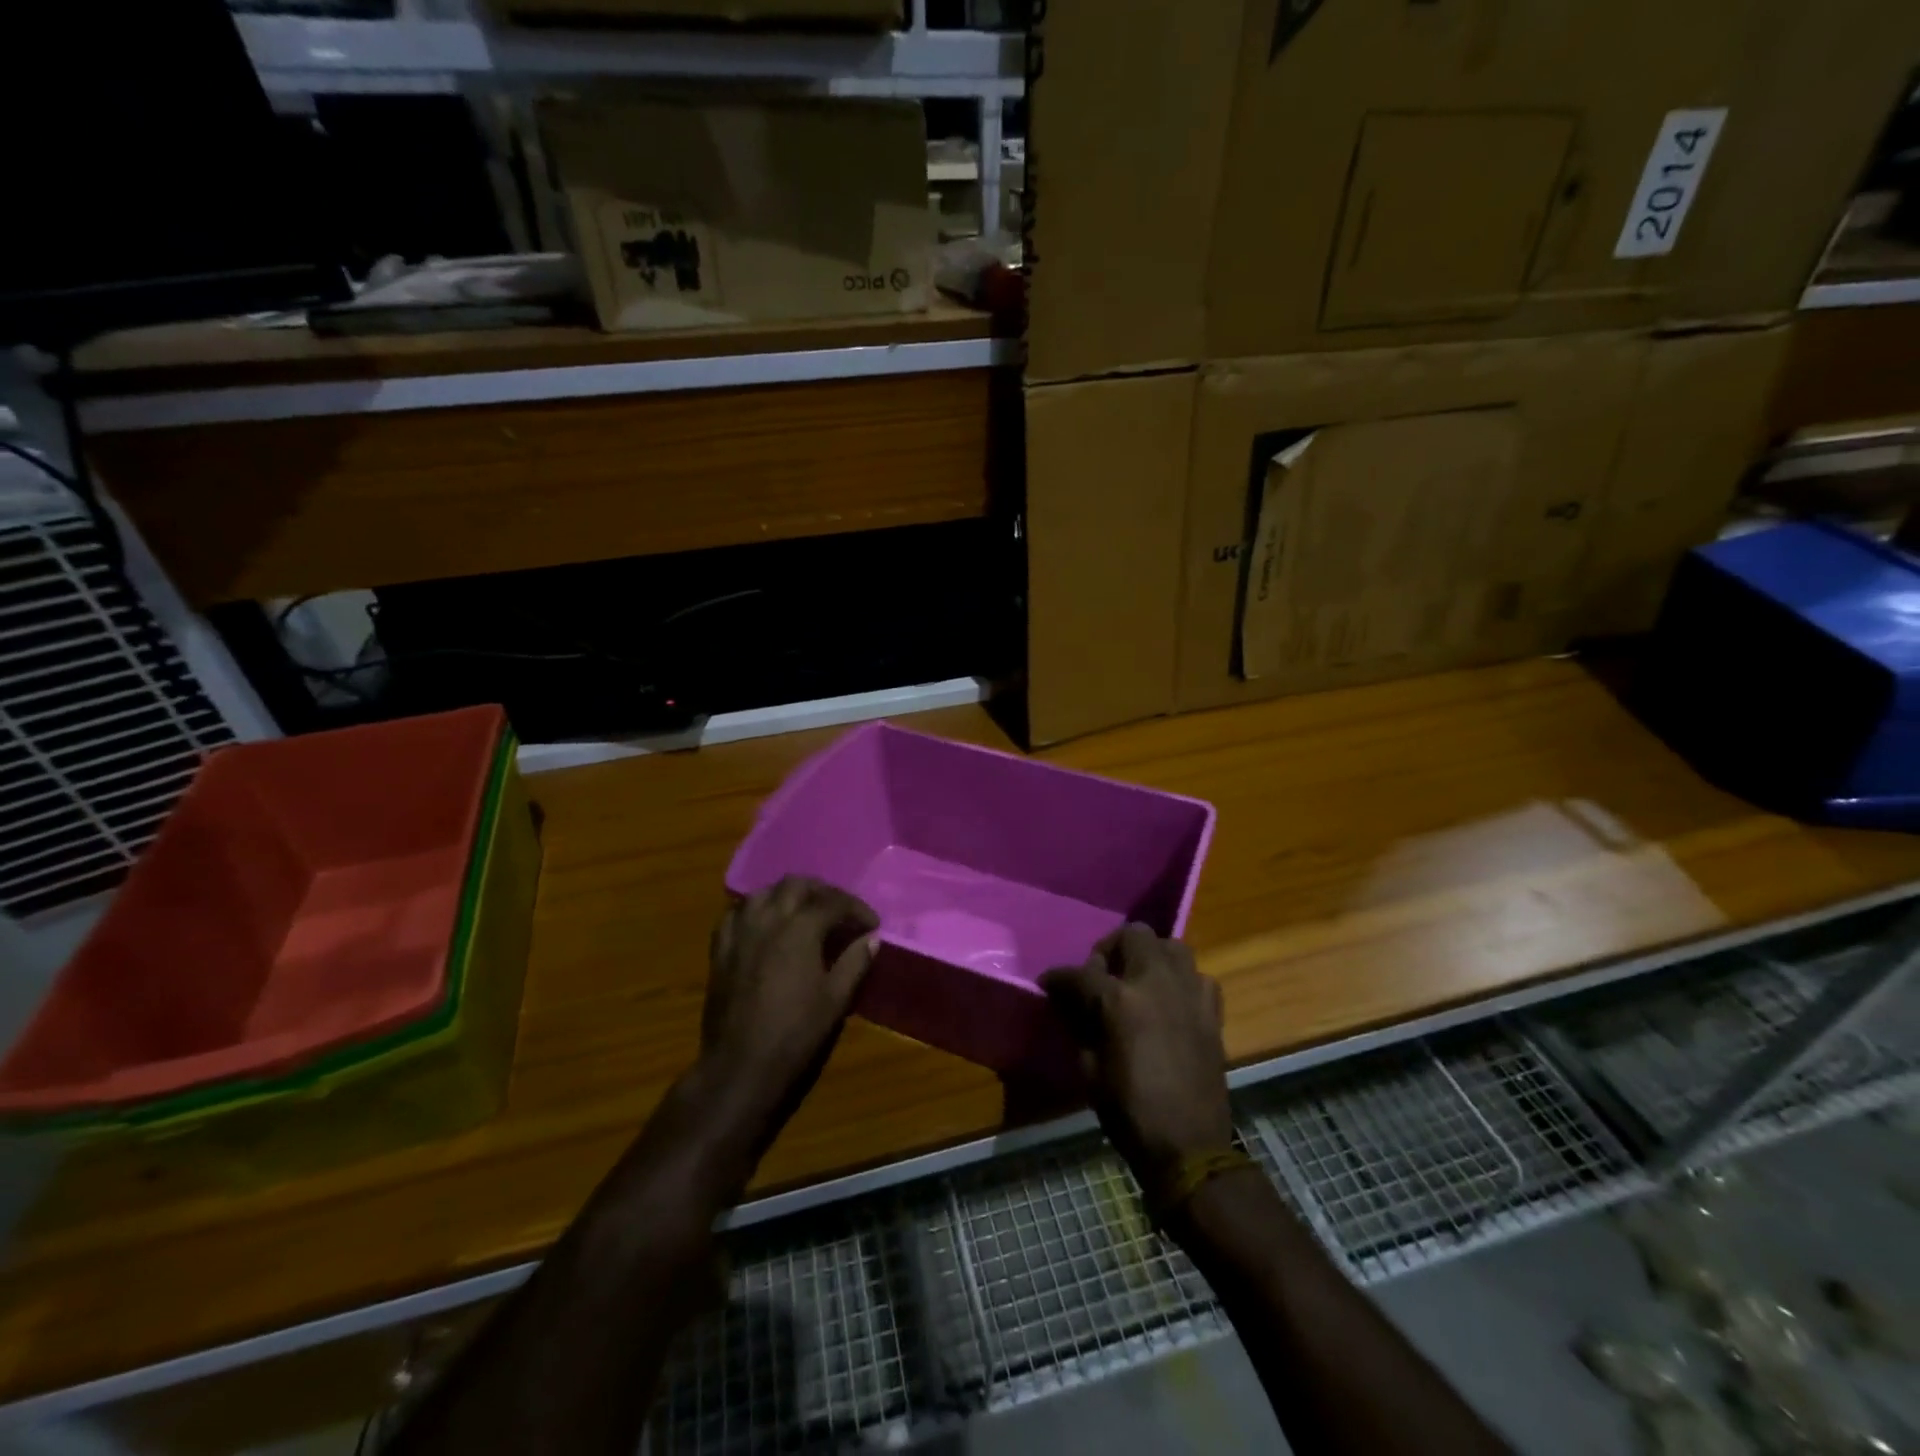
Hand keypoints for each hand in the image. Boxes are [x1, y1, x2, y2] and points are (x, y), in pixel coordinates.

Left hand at [701, 876, 878, 1128]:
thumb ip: (855, 962)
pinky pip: (736, 913)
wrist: (741, 1065)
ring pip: (763, 892)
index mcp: (800, 928)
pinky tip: (764, 924)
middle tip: (839, 909)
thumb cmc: (795, 1033)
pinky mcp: (720, 949)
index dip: (856, 909)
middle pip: (796, 885)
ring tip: (803, 910)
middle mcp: (768, 919)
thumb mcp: (835, 999)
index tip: (871, 924)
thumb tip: (871, 938)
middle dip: (822, 891)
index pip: (833, 903)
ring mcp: (740, 931)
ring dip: (787, 894)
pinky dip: (754, 909)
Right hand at [1041, 924, 1232, 1182]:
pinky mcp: (1212, 1011)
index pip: (1080, 973)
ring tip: (1138, 981)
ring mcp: (1189, 993)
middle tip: (1101, 976)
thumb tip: (1071, 1003)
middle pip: (1132, 935)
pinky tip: (1171, 1002)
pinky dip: (1181, 980)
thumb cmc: (1130, 1112)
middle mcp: (1155, 983)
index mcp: (1119, 1001)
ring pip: (1171, 945)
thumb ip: (1081, 1024)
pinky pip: (1197, 976)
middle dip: (1110, 949)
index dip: (1058, 978)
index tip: (1049, 983)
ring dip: (1150, 956)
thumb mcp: (1090, 1069)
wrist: (1189, 1147)